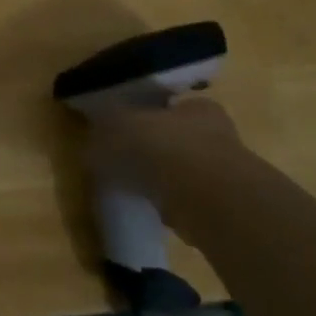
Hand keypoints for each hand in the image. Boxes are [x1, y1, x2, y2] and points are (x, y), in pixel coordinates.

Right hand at [85, 97, 248, 230]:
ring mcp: (225, 173)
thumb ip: (104, 133)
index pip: (168, 106)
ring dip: (164, 178)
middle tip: (126, 162)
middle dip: (154, 150)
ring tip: (137, 188)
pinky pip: (188, 200)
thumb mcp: (119, 128)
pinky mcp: (223, 207)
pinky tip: (155, 209)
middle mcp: (218, 134)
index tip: (123, 133)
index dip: (144, 117)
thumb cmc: (165, 148)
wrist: (208, 200)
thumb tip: (91, 145)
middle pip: (177, 138)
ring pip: (184, 170)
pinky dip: (172, 204)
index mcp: (197, 106)